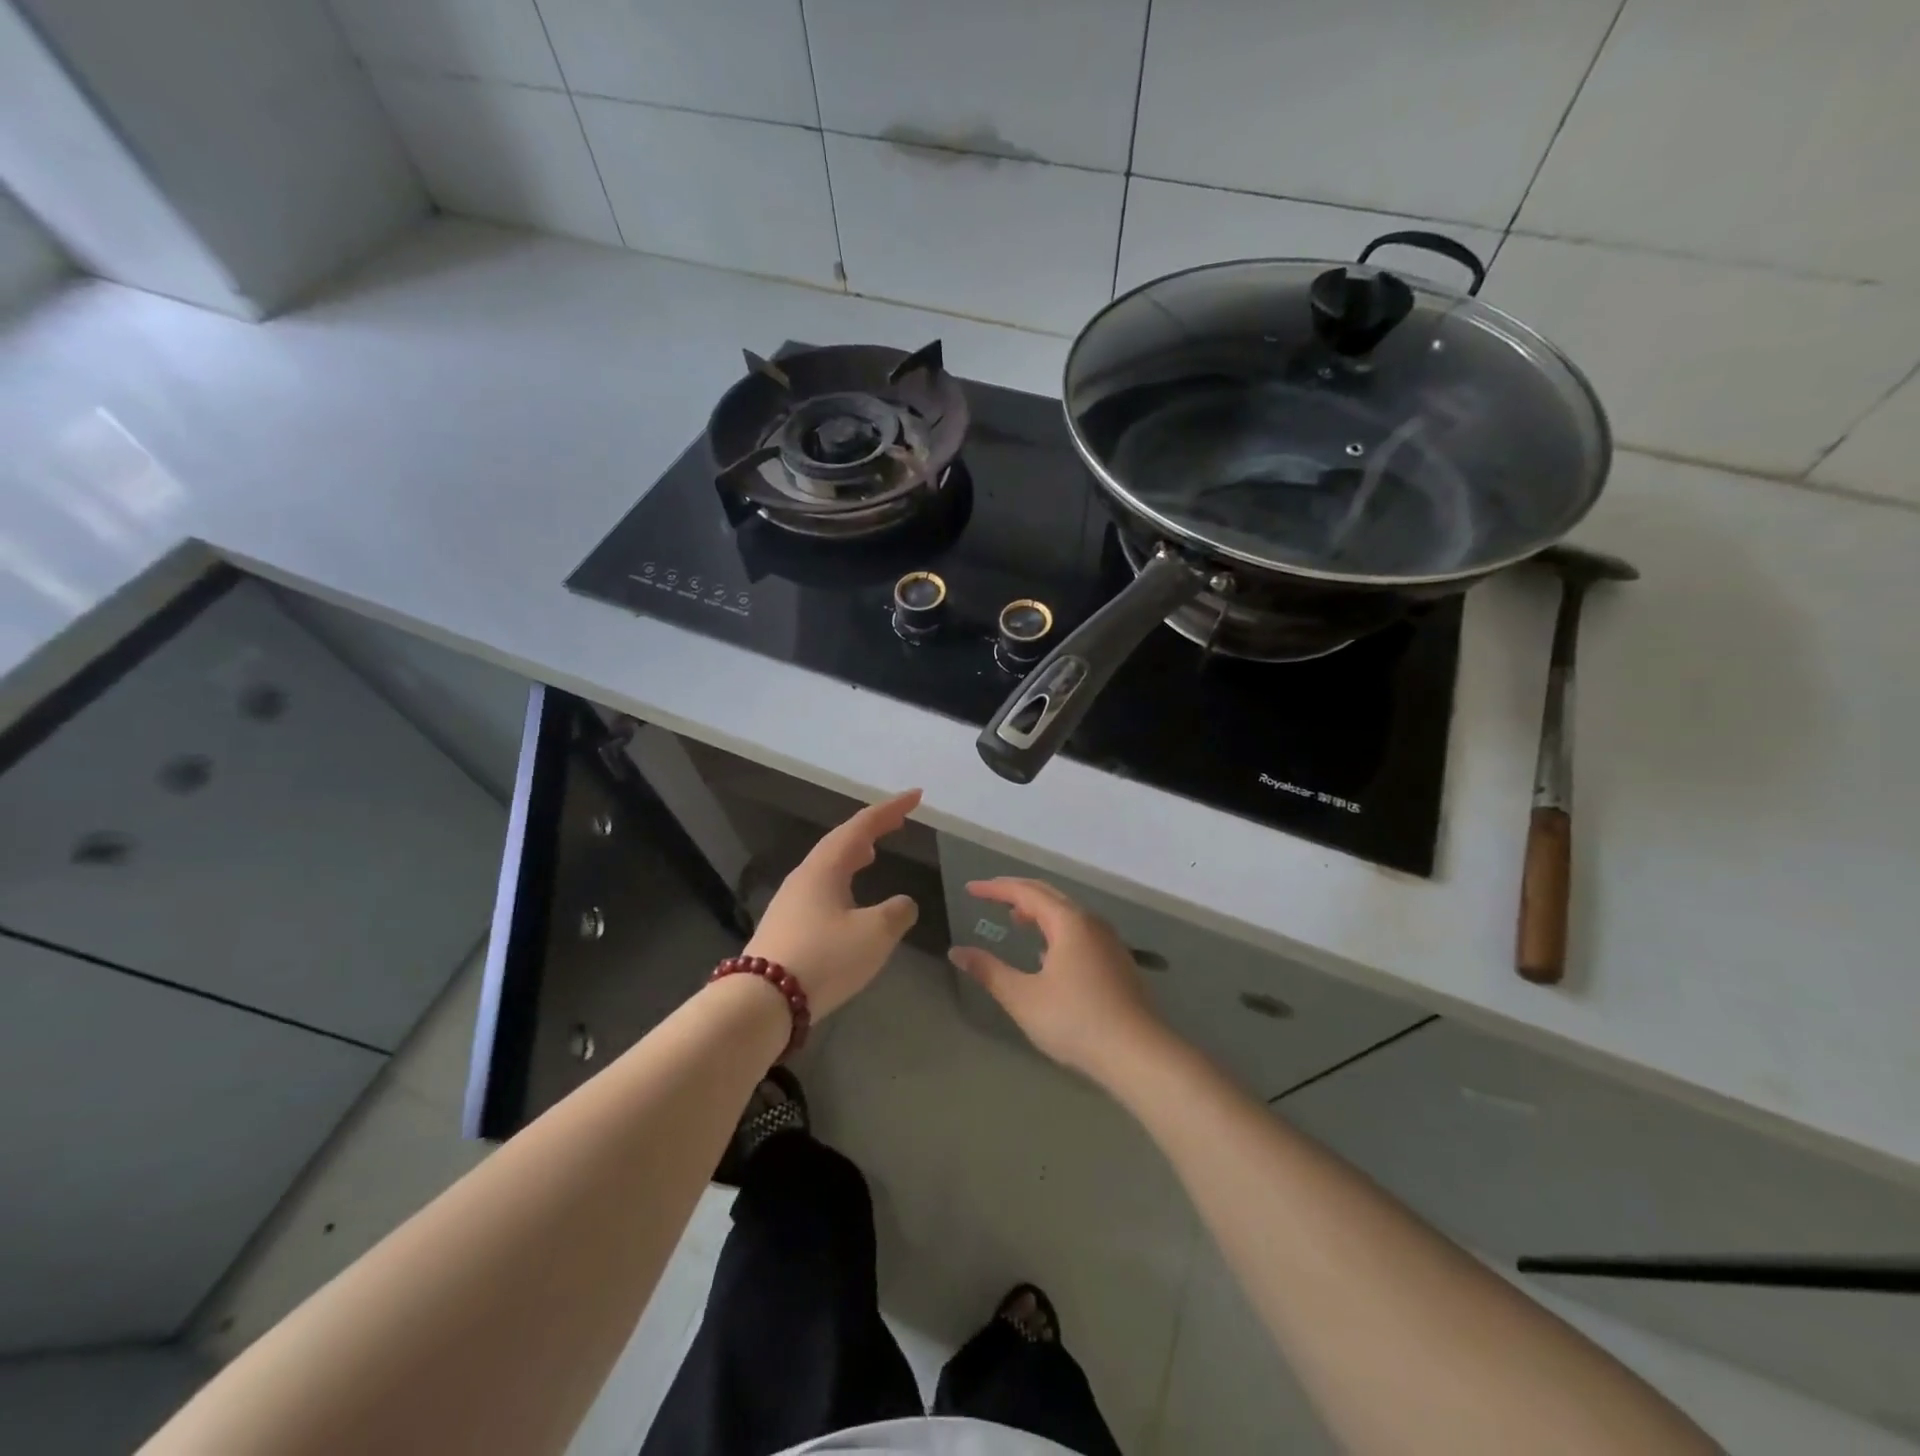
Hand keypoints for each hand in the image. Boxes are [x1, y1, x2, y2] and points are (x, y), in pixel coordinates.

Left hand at [742, 789, 922, 1018]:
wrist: (762, 1002)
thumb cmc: (824, 959)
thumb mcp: (875, 934)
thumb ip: (897, 913)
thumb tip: (903, 904)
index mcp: (825, 868)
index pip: (862, 826)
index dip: (890, 809)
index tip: (915, 796)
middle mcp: (805, 877)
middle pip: (840, 841)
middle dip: (871, 828)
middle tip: (897, 822)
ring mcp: (791, 901)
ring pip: (828, 866)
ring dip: (853, 854)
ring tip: (872, 853)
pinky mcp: (785, 927)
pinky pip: (821, 888)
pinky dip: (842, 880)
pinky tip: (848, 899)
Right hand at [949, 878, 1168, 1084]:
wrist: (1138, 1054)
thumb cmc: (1076, 1021)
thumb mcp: (1023, 998)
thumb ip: (989, 971)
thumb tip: (957, 952)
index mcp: (1068, 922)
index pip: (1026, 892)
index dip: (995, 888)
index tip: (970, 889)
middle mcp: (1091, 922)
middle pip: (1049, 895)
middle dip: (1017, 892)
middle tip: (990, 896)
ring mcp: (1109, 942)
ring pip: (1068, 914)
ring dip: (1039, 911)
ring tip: (1016, 920)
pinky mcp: (1117, 962)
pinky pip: (1080, 931)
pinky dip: (1056, 929)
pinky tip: (1047, 954)